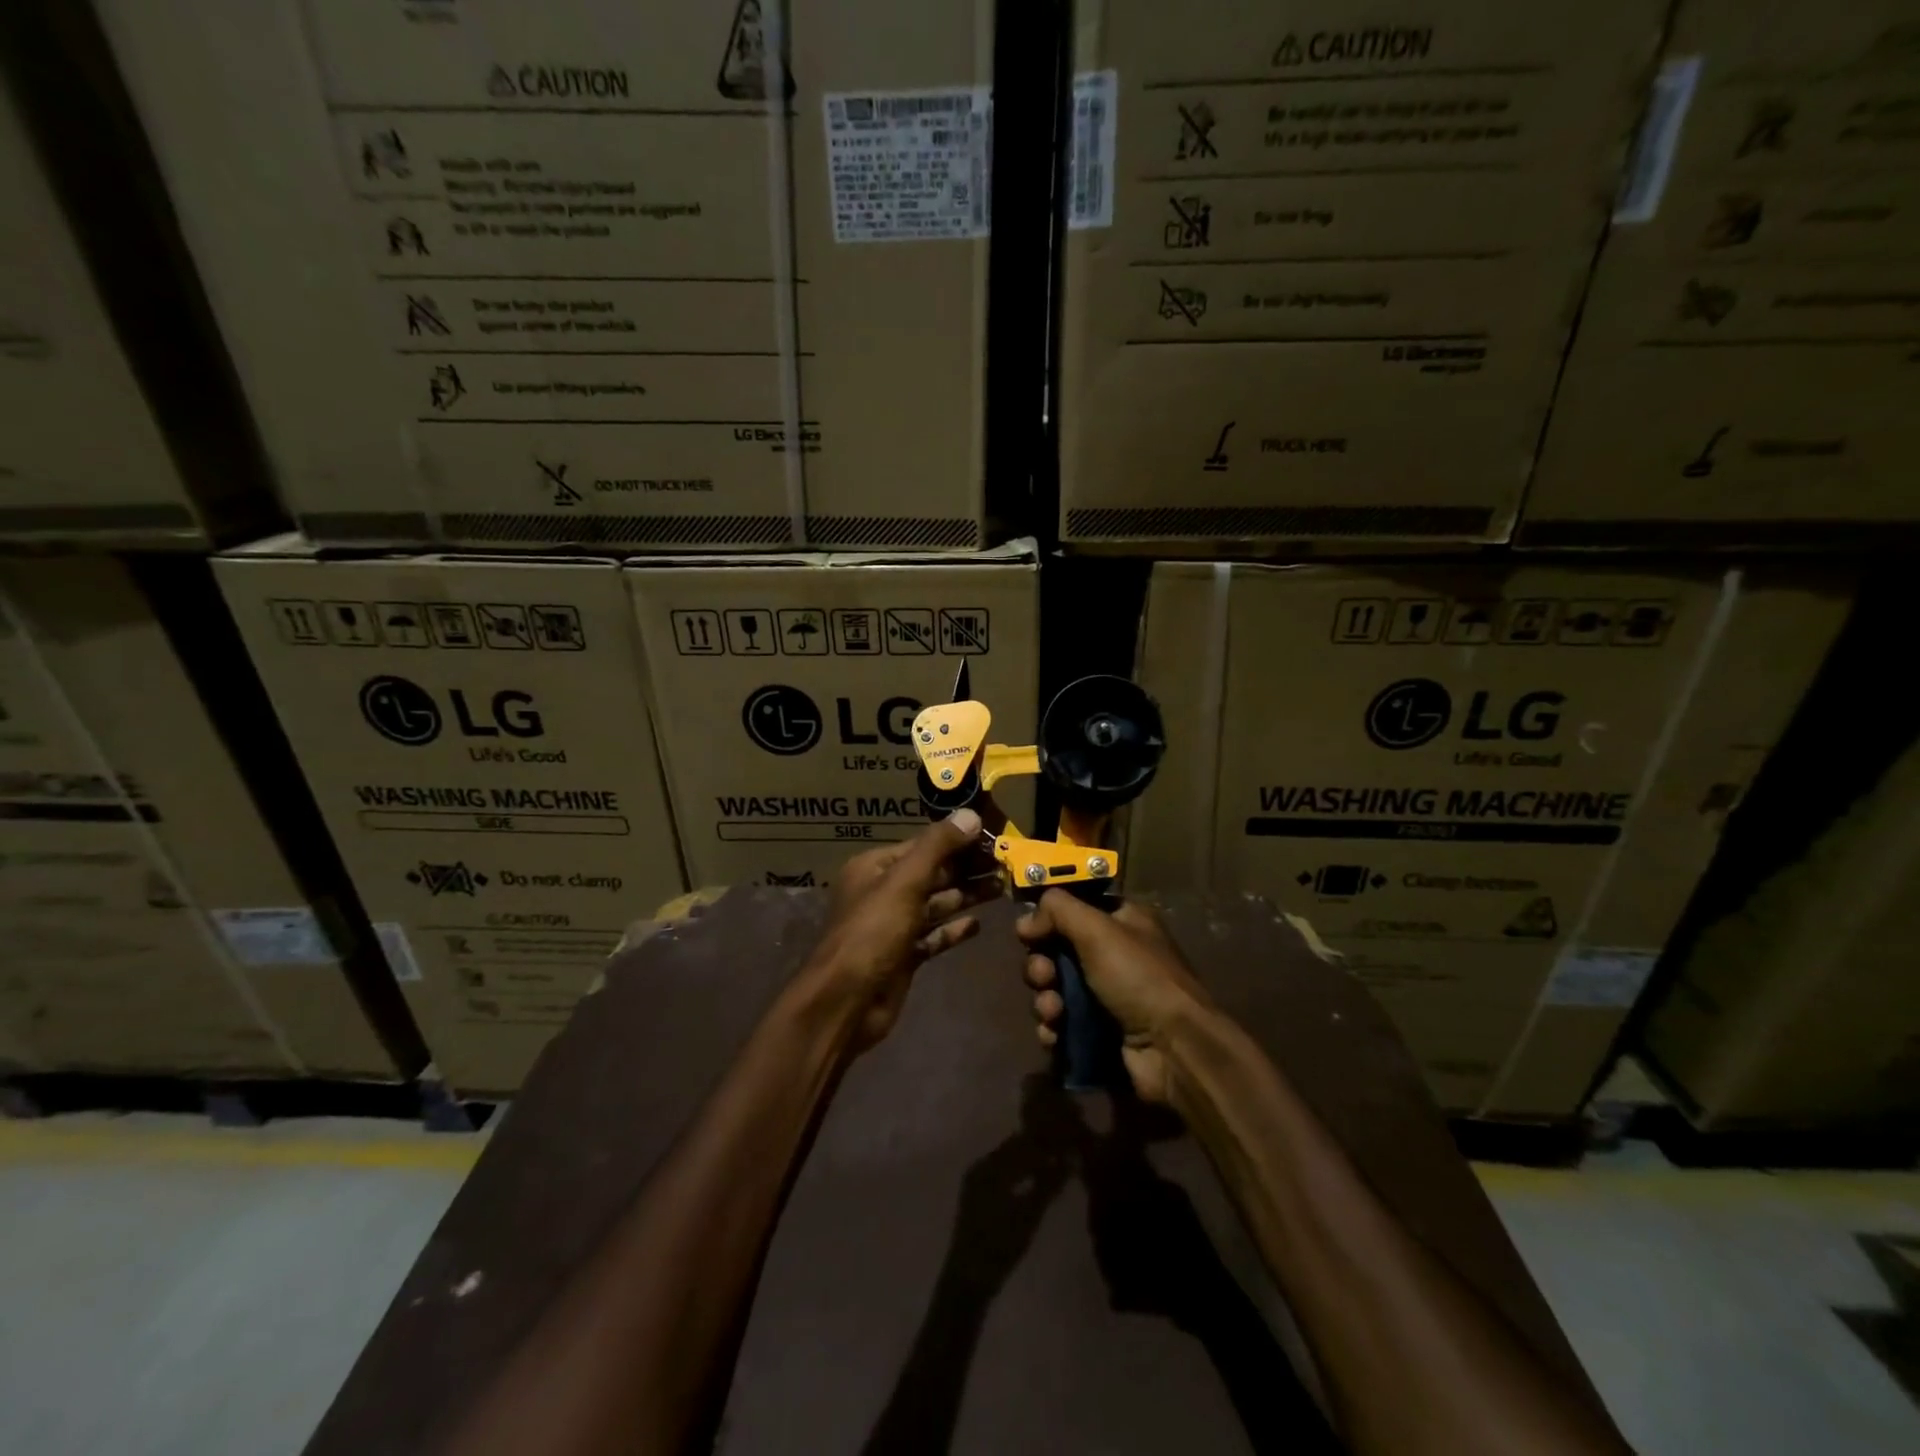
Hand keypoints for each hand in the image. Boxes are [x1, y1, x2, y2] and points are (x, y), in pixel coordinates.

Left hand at [804, 809, 997, 1052]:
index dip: (958, 839)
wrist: (846, 1002)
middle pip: (932, 873)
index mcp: (875, 867)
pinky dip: (954, 929)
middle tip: (1006, 863)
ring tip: (1003, 887)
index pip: (923, 845)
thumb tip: (970, 815)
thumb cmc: (872, 933)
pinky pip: (933, 936)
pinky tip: (979, 925)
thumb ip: (937, 847)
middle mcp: (883, 892)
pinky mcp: (904, 955)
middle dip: (967, 868)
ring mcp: (893, 926)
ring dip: (966, 895)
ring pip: (936, 904)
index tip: (994, 836)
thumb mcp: (904, 882)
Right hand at [1016, 892, 1210, 1103]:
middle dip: (1041, 965)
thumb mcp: (1097, 929)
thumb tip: (1027, 919)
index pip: (1074, 909)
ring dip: (1045, 999)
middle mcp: (1115, 954)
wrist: (1173, 1049)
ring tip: (1053, 1012)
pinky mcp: (1100, 1031)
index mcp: (1123, 921)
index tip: (1028, 933)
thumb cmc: (1138, 978)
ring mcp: (1108, 996)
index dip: (1048, 920)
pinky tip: (1054, 1035)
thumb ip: (1058, 910)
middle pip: (1058, 950)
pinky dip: (1053, 1027)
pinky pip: (1063, 1022)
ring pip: (1056, 988)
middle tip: (1044, 977)